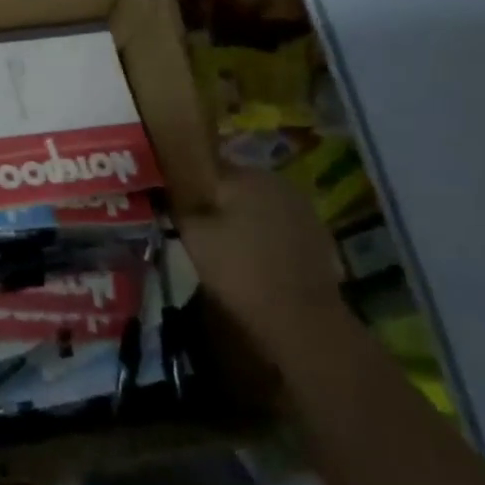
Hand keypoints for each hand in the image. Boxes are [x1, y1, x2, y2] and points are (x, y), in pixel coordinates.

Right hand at [179, 168, 347, 345]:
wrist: (300, 319)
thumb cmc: (238, 270)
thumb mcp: (192, 234)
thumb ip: (178, 202)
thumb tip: (168, 185)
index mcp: (244, 175)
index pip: (206, 165)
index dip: (187, 182)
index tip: (174, 201)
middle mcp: (275, 180)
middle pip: (235, 183)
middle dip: (217, 199)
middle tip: (197, 225)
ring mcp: (301, 207)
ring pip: (258, 202)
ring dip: (243, 215)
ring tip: (226, 243)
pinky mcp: (317, 233)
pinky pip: (279, 222)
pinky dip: (265, 233)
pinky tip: (255, 256)